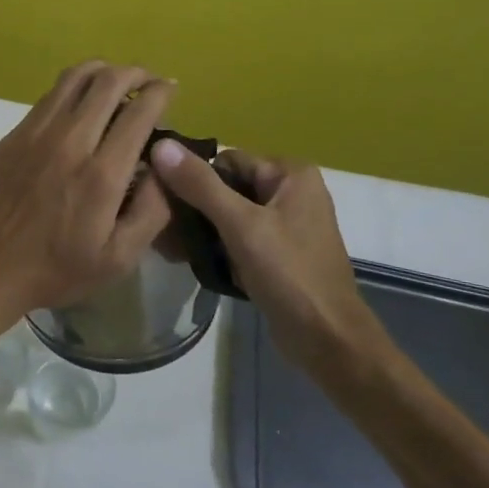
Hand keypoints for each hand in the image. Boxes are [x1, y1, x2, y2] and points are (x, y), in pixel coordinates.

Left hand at [0, 62, 175, 345]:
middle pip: (108, 82)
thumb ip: (152, 211)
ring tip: (118, 80)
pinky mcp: (15, 133)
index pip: (140, 112)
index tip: (172, 88)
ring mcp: (38, 132)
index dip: (162, 92)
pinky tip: (81, 101)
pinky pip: (50, 94)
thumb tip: (165, 169)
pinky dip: (74, 86)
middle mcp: (71, 141)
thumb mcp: (119, 259)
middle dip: (137, 73)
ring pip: (75, 77)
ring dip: (104, 70)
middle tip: (150, 80)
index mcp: (102, 174)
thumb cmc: (57, 269)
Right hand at [148, 142, 387, 380]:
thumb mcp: (241, 225)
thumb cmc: (289, 275)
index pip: (225, 161)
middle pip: (226, 187)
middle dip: (194, 207)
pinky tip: (190, 260)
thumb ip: (200, 185)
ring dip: (201, 230)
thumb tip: (160, 145)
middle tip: (162, 228)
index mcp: (290, 174)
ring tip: (170, 247)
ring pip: (228, 214)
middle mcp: (290, 191)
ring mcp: (285, 224)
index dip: (193, 178)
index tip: (163, 201)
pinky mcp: (278, 253)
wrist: (328, 342)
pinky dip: (216, 247)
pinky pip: (238, 238)